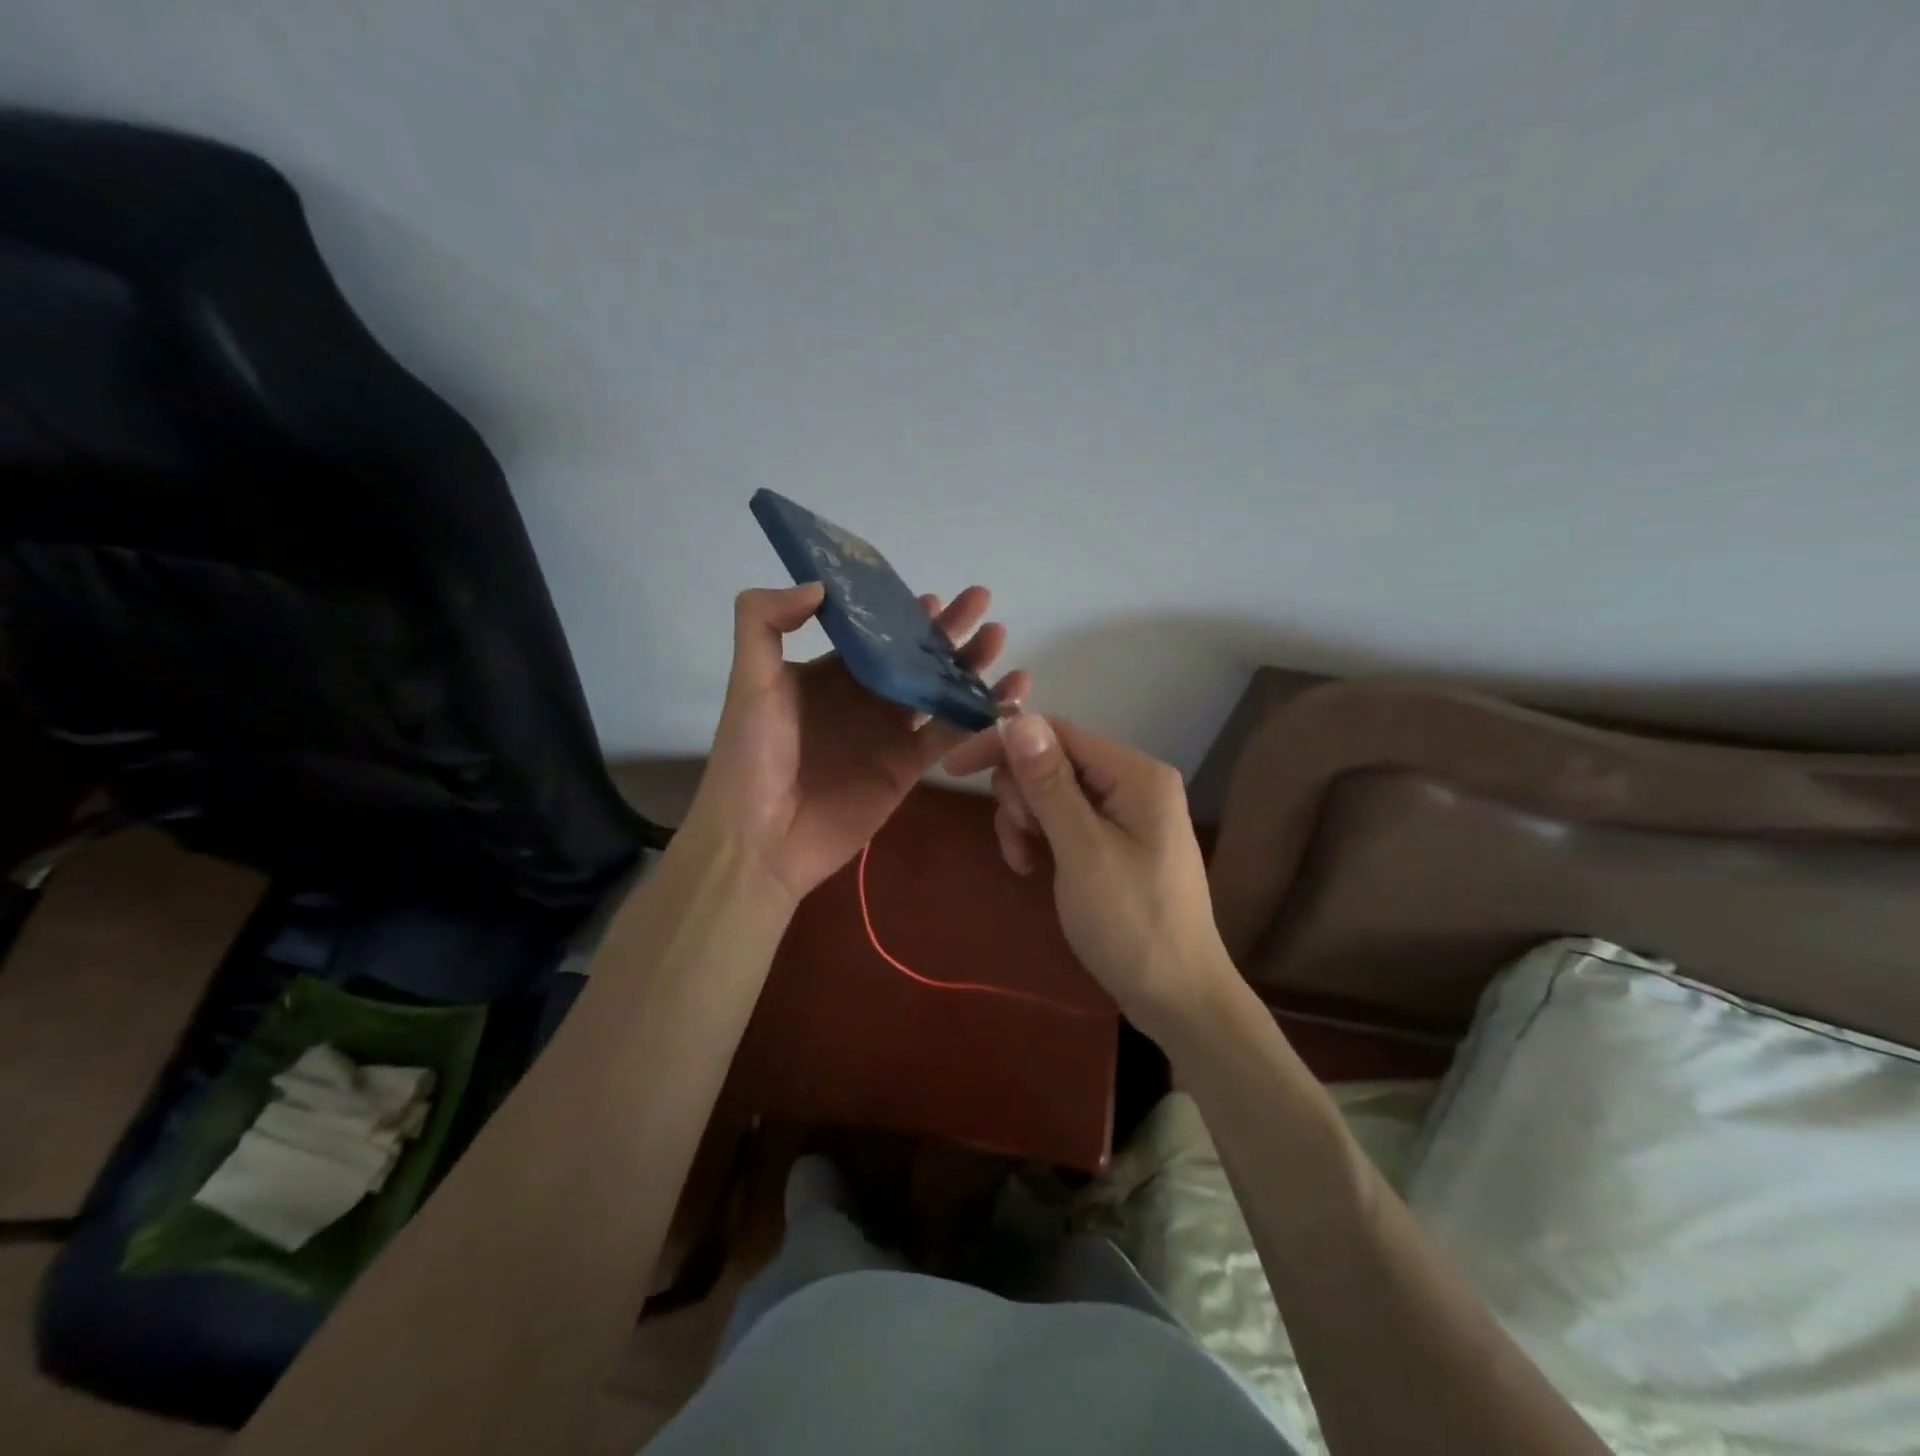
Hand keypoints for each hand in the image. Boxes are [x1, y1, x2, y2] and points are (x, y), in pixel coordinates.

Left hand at [690, 582, 1029, 902]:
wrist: (761, 840)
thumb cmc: (751, 757)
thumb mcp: (749, 681)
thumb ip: (764, 622)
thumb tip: (820, 585)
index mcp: (828, 674)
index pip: (873, 633)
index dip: (902, 613)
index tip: (932, 595)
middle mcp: (862, 698)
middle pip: (913, 656)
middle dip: (947, 630)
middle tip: (980, 601)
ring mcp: (888, 734)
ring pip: (938, 689)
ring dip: (968, 664)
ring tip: (998, 637)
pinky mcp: (908, 768)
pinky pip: (949, 735)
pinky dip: (979, 714)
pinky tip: (1007, 693)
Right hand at [944, 715, 1236, 1038]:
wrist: (1177, 997)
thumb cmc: (1131, 924)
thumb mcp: (1082, 851)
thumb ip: (1049, 784)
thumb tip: (1019, 719)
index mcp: (1136, 775)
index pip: (1056, 734)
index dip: (1004, 745)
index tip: (954, 771)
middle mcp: (1133, 783)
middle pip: (1052, 760)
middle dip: (1021, 795)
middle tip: (1020, 838)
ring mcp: (1126, 813)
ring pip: (1052, 792)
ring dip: (1026, 821)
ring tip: (1025, 862)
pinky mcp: (1116, 840)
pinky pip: (1065, 820)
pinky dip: (1042, 838)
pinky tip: (1033, 868)